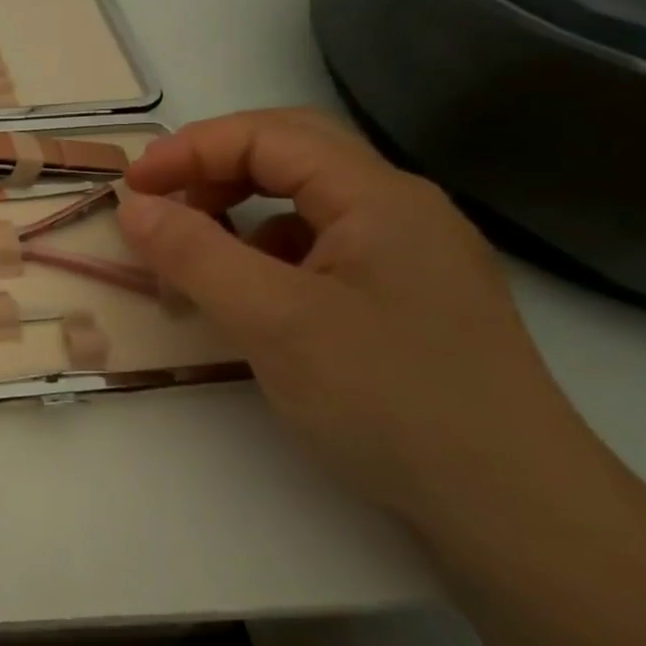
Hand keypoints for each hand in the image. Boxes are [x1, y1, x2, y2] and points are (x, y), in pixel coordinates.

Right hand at [118, 109, 585, 529]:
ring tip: (192, 258)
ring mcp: (406, 255)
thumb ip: (194, 254)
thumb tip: (132, 206)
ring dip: (237, 214)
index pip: (268, 135)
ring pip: (303, 203)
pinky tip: (247, 299)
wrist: (514, 510)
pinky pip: (318, 250)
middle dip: (213, 169)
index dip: (190, 150)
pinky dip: (265, 256)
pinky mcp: (402, 298)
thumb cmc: (389, 399)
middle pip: (289, 155)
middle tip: (159, 204)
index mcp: (379, 196)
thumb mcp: (273, 321)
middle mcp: (399, 210)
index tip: (131, 188)